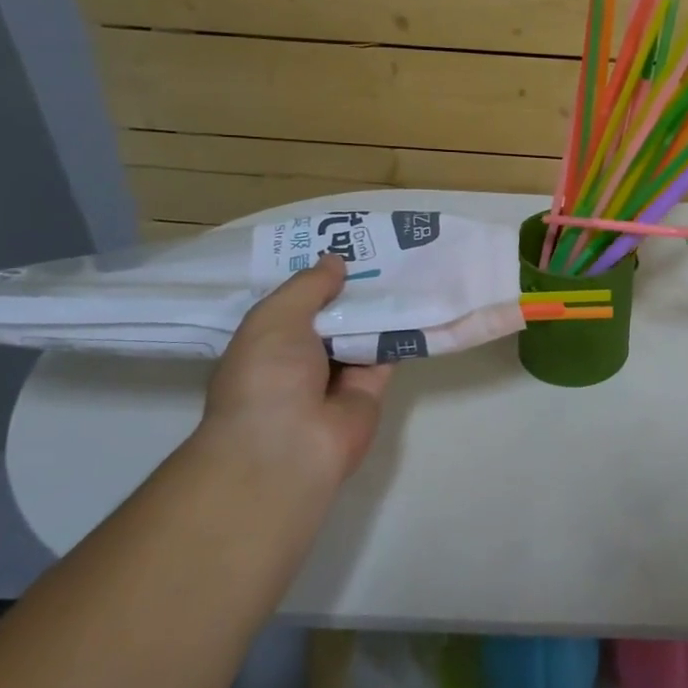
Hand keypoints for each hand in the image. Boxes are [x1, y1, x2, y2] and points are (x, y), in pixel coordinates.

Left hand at [195, 255, 391, 490]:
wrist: (289, 446)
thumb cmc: (267, 377)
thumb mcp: (276, 317)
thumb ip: (309, 286)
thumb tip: (336, 261)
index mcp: (269, 340)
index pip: (296, 301)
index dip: (317, 275)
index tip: (343, 242)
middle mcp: (303, 357)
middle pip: (334, 313)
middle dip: (353, 285)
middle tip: (384, 247)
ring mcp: (338, 374)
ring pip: (363, 330)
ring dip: (381, 304)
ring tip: (408, 263)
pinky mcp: (371, 388)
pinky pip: (388, 352)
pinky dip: (402, 330)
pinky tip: (420, 298)